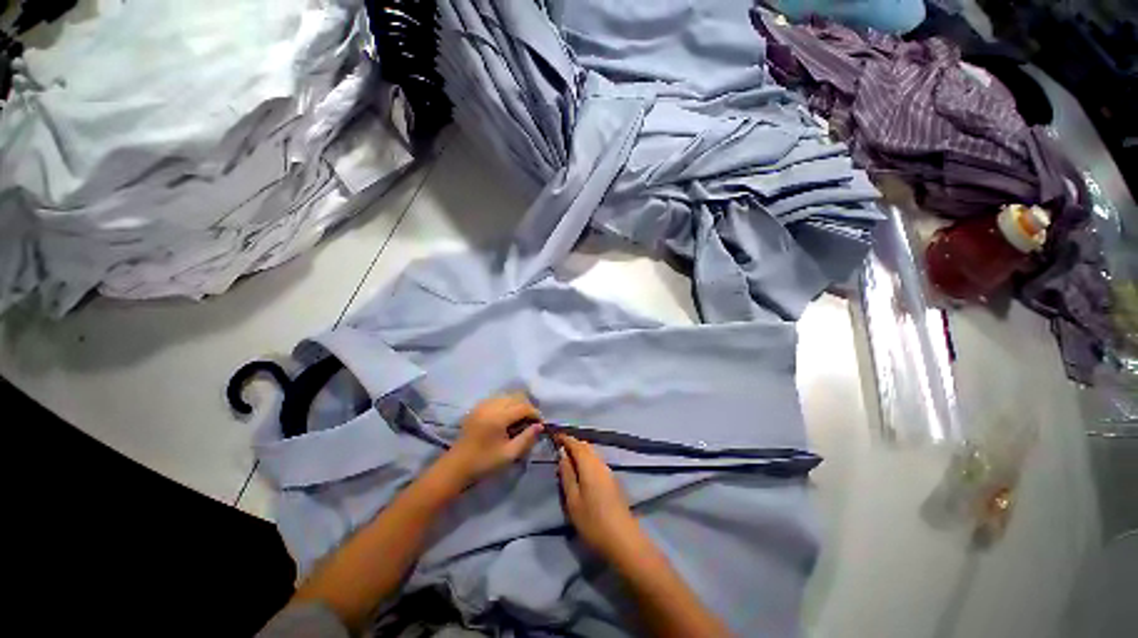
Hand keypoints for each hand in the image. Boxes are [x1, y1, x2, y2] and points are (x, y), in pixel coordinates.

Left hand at [443, 393, 543, 485]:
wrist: (456, 467)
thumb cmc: (484, 463)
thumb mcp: (509, 454)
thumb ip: (526, 438)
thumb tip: (540, 426)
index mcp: (498, 417)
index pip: (523, 407)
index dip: (535, 413)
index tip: (540, 423)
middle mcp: (490, 406)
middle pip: (515, 397)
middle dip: (526, 406)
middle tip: (531, 421)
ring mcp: (482, 405)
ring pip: (506, 396)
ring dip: (516, 404)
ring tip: (520, 418)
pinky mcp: (477, 408)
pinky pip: (496, 399)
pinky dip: (505, 404)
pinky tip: (506, 416)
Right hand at [556, 434, 643, 558]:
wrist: (622, 539)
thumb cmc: (593, 521)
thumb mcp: (573, 500)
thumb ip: (567, 475)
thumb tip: (562, 455)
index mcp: (589, 465)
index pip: (576, 444)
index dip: (565, 438)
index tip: (554, 434)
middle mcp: (600, 463)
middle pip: (586, 446)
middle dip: (573, 443)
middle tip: (559, 445)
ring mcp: (608, 471)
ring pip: (592, 453)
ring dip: (580, 451)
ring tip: (567, 457)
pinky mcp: (612, 480)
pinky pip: (596, 461)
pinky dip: (587, 459)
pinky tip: (581, 469)